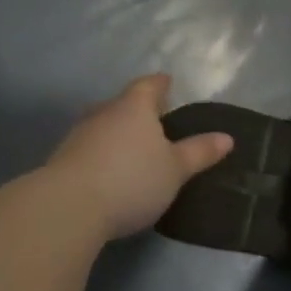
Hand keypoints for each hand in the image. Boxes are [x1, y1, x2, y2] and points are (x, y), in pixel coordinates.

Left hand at [46, 74, 232, 240]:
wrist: (68, 207)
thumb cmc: (132, 179)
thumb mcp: (175, 169)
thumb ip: (199, 152)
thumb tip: (227, 137)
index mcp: (134, 106)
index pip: (150, 85)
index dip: (161, 84)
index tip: (168, 83)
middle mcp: (104, 112)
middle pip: (123, 103)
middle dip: (138, 110)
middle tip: (155, 121)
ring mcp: (79, 134)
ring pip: (104, 125)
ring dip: (117, 133)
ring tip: (133, 148)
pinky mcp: (63, 159)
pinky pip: (90, 148)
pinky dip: (102, 153)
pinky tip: (109, 170)